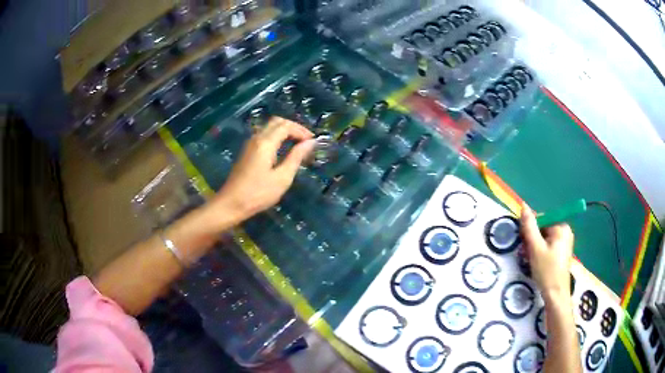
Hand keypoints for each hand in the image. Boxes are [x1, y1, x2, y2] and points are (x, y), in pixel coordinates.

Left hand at [209, 117, 314, 222]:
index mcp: (265, 143)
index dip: (301, 131)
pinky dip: (277, 137)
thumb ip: (296, 157)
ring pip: (270, 127)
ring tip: (298, 144)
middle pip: (277, 122)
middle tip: (307, 140)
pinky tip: (284, 150)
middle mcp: (256, 138)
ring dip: (285, 131)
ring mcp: (250, 144)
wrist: (231, 204)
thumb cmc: (258, 194)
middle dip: (294, 127)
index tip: (313, 142)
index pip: (286, 126)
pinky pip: (265, 135)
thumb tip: (310, 142)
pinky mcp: (247, 151)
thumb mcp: (282, 178)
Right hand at [520, 203, 574, 301]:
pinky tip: (538, 263)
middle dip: (533, 241)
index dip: (530, 232)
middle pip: (543, 230)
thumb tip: (524, 205)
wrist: (556, 295)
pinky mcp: (563, 252)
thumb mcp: (535, 248)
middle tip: (527, 255)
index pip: (541, 221)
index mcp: (561, 227)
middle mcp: (565, 231)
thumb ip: (529, 227)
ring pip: (544, 239)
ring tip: (532, 261)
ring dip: (535, 248)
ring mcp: (565, 242)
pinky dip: (541, 252)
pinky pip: (549, 246)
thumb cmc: (547, 271)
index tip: (526, 246)